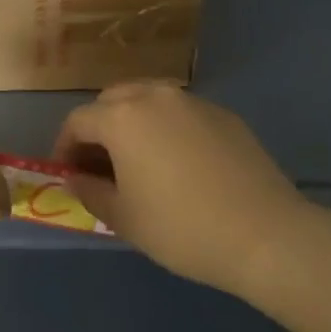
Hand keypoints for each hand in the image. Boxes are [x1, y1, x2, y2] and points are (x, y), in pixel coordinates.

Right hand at [55, 82, 311, 296]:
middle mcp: (156, 96)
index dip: (65, 147)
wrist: (265, 234)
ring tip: (137, 162)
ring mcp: (194, 102)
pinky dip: (166, 128)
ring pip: (148, 100)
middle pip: (112, 100)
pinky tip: (178, 164)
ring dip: (132, 123)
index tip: (67, 174)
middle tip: (99, 165)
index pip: (78, 121)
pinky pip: (181, 113)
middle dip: (98, 128)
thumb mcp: (124, 218)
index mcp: (123, 117)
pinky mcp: (224, 115)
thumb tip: (76, 178)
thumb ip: (90, 191)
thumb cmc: (181, 228)